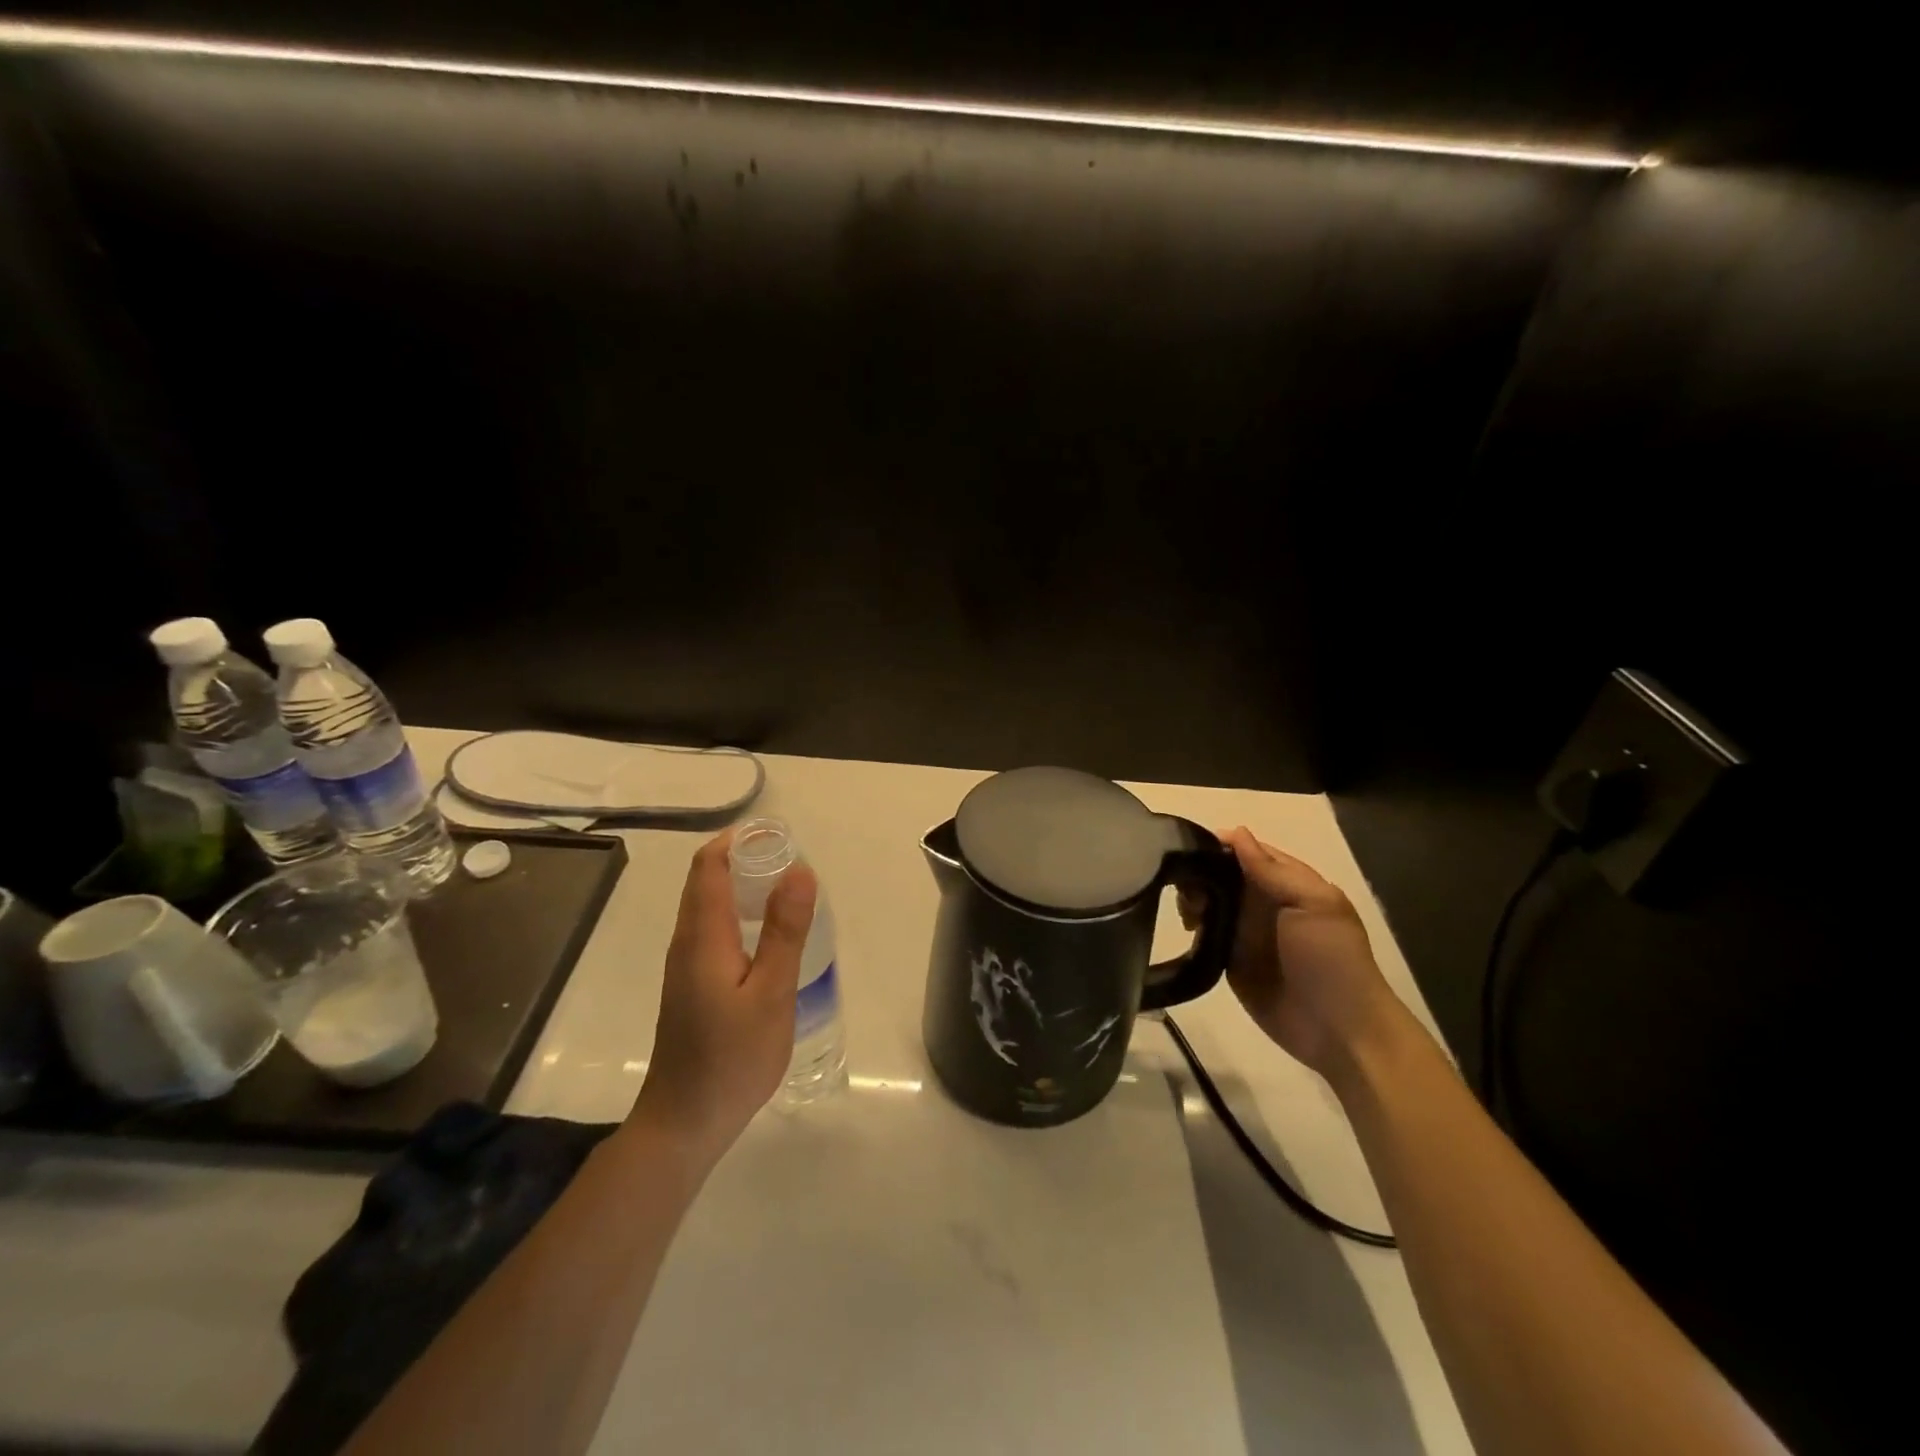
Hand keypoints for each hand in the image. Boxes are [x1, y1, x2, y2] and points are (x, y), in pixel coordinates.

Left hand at [636, 830, 817, 1169]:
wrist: (685, 1123)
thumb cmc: (732, 1058)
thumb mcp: (771, 993)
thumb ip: (785, 930)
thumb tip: (799, 869)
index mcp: (702, 936)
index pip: (709, 866)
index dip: (738, 840)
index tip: (778, 834)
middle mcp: (687, 942)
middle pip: (706, 881)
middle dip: (745, 858)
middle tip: (793, 859)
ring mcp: (686, 966)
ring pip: (709, 906)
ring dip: (744, 886)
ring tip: (788, 889)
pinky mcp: (692, 985)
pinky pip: (713, 929)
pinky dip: (740, 913)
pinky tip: (769, 935)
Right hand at [1187, 828, 1400, 1080]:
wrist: (1339, 1031)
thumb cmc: (1331, 960)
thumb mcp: (1312, 905)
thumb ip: (1272, 870)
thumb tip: (1235, 832)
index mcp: (1287, 882)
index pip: (1245, 851)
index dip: (1217, 845)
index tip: (1189, 847)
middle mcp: (1262, 901)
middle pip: (1220, 873)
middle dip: (1199, 872)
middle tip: (1187, 889)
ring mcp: (1244, 931)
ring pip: (1207, 901)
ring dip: (1192, 899)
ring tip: (1188, 913)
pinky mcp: (1229, 959)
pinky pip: (1204, 934)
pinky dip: (1191, 927)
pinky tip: (1186, 929)